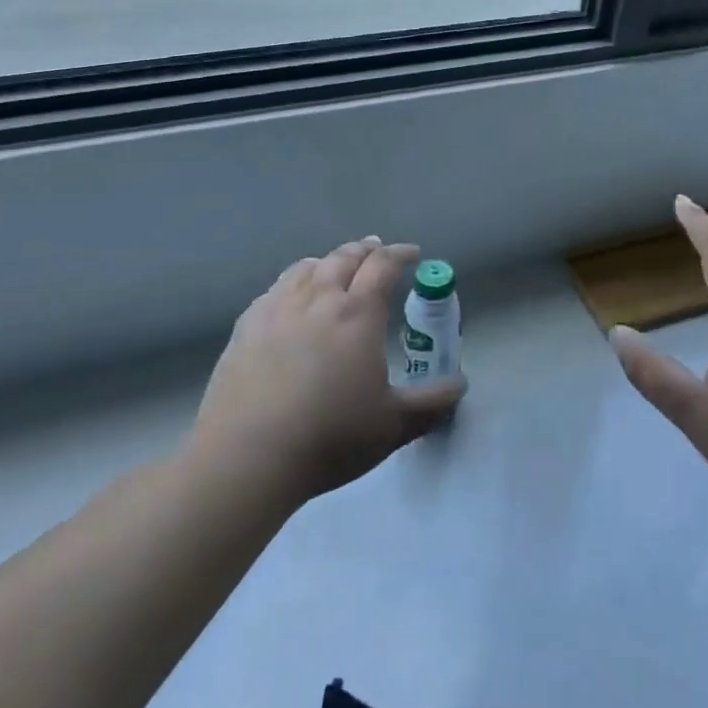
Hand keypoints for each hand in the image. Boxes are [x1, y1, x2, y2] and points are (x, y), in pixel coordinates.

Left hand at [189, 238, 465, 511]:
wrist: (247, 457)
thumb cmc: (330, 437)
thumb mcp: (393, 426)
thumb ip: (431, 403)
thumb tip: (461, 385)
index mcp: (358, 313)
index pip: (383, 266)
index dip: (400, 254)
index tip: (412, 253)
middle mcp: (319, 298)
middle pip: (344, 257)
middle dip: (366, 250)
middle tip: (377, 250)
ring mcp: (278, 308)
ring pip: (307, 267)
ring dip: (329, 261)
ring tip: (335, 266)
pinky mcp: (247, 325)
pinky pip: (276, 288)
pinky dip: (294, 281)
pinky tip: (291, 297)